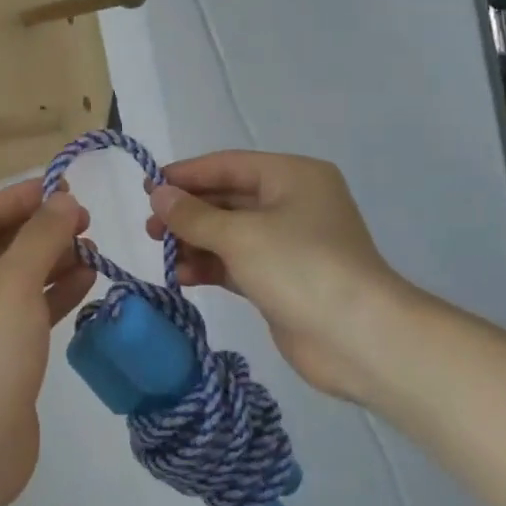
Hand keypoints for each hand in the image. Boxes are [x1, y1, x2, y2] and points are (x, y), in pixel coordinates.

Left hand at [0, 178, 93, 505]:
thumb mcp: (14, 281)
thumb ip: (41, 235)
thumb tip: (63, 201)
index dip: (22, 197)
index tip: (65, 188)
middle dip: (41, 228)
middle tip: (85, 220)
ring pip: (16, 276)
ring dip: (52, 259)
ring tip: (92, 248)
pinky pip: (27, 307)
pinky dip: (54, 291)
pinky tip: (87, 279)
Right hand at [144, 151, 411, 401]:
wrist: (359, 339)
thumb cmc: (300, 268)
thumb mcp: (239, 235)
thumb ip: (193, 214)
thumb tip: (157, 194)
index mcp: (292, 177)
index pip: (228, 165)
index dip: (186, 175)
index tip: (147, 187)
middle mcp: (291, 204)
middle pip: (227, 199)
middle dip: (187, 213)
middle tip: (150, 228)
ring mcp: (288, 244)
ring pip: (228, 233)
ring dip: (194, 242)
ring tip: (163, 255)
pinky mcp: (280, 279)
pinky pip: (235, 263)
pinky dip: (209, 266)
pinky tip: (182, 277)